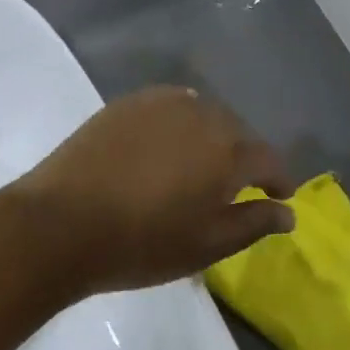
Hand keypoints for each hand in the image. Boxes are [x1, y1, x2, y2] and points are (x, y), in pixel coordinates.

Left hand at [9, 87, 296, 296]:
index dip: (278, 179)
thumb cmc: (142, 243)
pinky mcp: (125, 105)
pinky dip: (179, 123)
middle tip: (240, 184)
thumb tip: (289, 213)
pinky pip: (168, 107)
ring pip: (203, 114)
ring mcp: (159, 104)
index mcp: (228, 150)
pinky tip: (167, 144)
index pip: (268, 159)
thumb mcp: (208, 245)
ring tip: (203, 162)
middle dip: (245, 156)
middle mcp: (201, 115)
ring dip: (212, 136)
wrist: (61, 225)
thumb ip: (254, 223)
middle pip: (237, 131)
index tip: (279, 196)